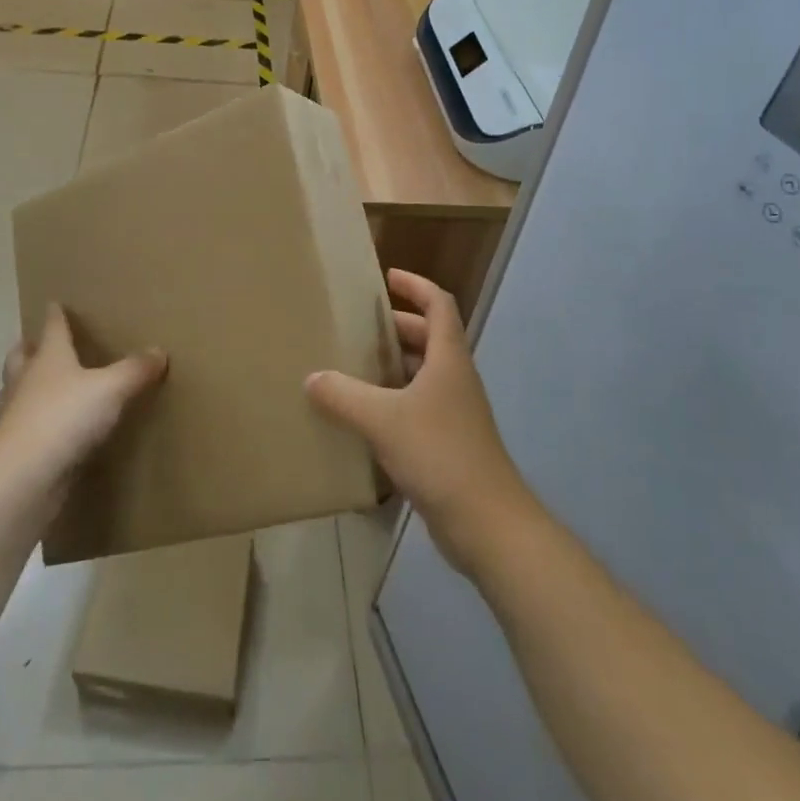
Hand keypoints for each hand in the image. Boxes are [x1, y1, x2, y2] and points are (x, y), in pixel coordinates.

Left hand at [0, 305, 166, 499]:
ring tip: (30, 388)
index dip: (55, 316)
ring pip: (10, 394)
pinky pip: (16, 431)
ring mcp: (13, 418)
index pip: (53, 329)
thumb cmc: (66, 417)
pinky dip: (24, 427)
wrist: (23, 477)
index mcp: (49, 359)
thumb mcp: (111, 389)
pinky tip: (38, 434)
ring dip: (17, 388)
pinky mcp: (11, 452)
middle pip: (20, 358)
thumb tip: (159, 351)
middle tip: (32, 344)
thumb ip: (135, 370)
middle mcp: (26, 382)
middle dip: (27, 349)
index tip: (53, 303)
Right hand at [304, 270, 534, 573]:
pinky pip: (419, 407)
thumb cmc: (439, 454)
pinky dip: (395, 401)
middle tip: (360, 326)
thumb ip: (343, 396)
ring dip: (395, 365)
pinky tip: (366, 417)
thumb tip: (312, 378)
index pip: (439, 304)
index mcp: (448, 359)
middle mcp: (456, 379)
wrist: (487, 523)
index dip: (416, 285)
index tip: (388, 277)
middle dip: (399, 326)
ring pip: (424, 374)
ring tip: (356, 366)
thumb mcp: (382, 419)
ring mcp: (456, 413)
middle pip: (430, 337)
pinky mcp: (450, 444)